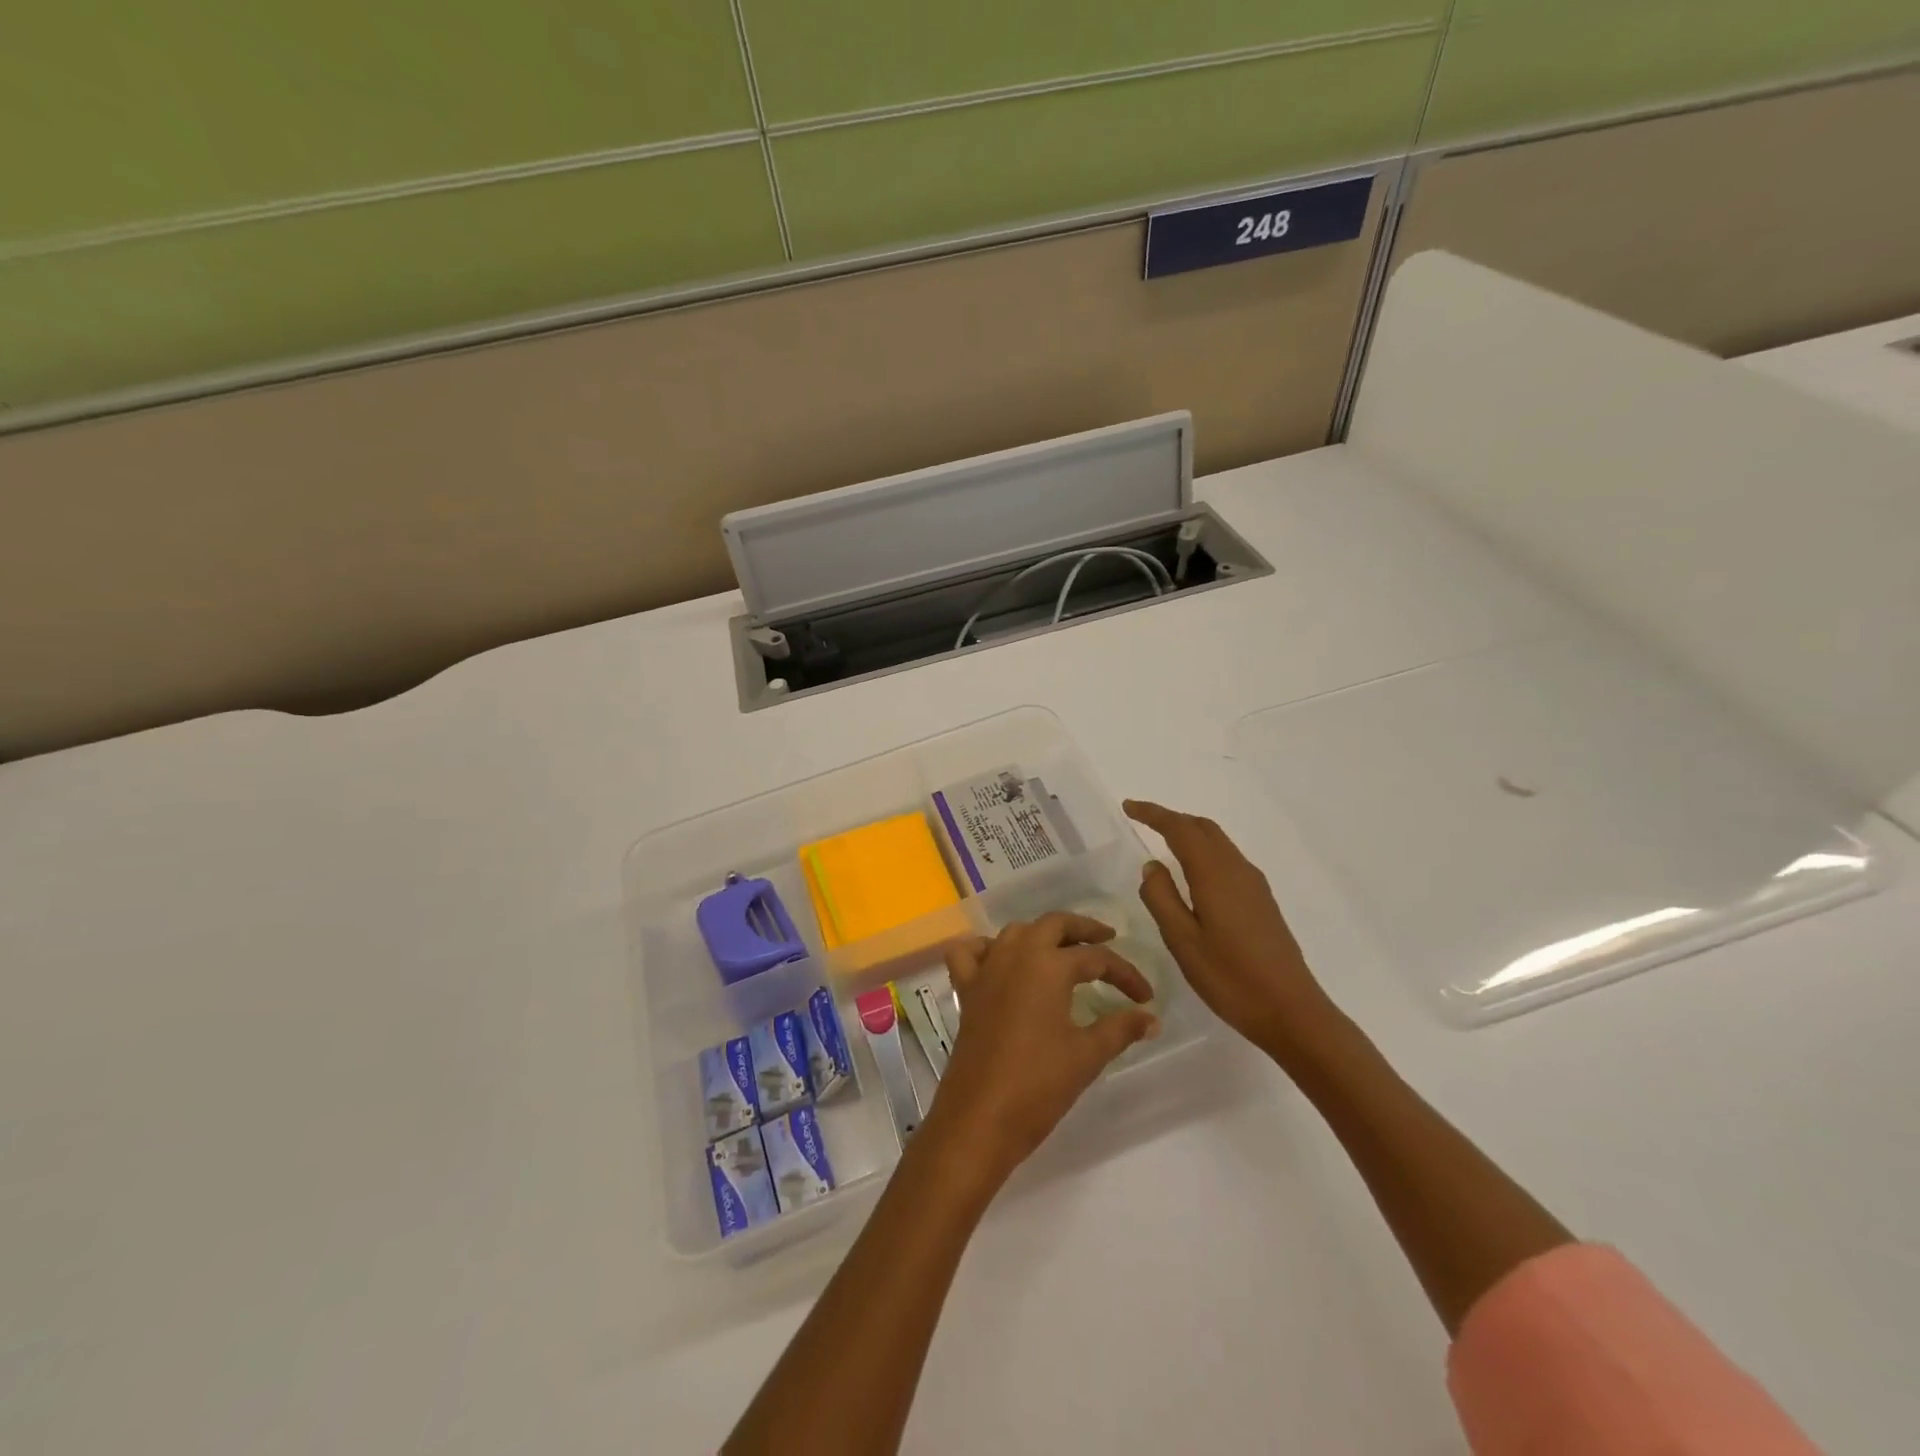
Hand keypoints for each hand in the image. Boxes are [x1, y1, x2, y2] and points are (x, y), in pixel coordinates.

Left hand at [932, 913, 1159, 1182]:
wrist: (980, 1117)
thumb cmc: (1038, 1084)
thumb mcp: (1087, 1055)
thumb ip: (1121, 1029)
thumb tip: (1151, 1018)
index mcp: (1048, 965)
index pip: (1096, 958)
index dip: (1125, 974)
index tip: (1145, 997)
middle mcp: (1015, 954)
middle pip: (1053, 924)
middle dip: (1083, 929)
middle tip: (1107, 940)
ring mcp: (986, 969)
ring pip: (1015, 932)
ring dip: (1041, 934)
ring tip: (1063, 952)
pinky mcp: (965, 990)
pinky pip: (970, 953)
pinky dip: (985, 948)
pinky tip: (1000, 962)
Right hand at [1124, 800, 1342, 1061]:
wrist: (1291, 1010)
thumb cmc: (1229, 977)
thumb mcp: (1182, 941)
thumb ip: (1161, 898)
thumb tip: (1152, 866)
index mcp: (1214, 874)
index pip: (1180, 829)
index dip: (1153, 814)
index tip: (1128, 807)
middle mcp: (1237, 869)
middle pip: (1203, 828)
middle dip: (1172, 819)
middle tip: (1142, 821)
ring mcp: (1254, 884)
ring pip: (1218, 842)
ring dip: (1190, 834)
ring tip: (1163, 842)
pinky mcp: (1262, 901)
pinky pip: (1228, 859)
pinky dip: (1205, 851)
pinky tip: (1193, 874)